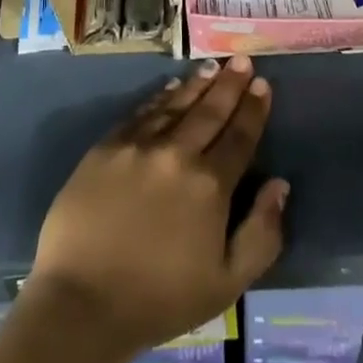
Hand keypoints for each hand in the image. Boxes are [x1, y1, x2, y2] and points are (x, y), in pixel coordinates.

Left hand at [27, 56, 289, 355]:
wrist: (82, 302)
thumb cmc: (160, 300)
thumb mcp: (227, 283)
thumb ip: (261, 233)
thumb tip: (280, 184)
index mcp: (210, 185)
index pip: (240, 137)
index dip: (254, 110)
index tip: (263, 85)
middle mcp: (177, 153)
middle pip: (210, 111)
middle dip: (230, 84)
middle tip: (243, 61)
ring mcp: (139, 145)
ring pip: (176, 104)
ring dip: (198, 84)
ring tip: (213, 66)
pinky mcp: (107, 146)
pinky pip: (141, 112)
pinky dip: (160, 97)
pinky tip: (171, 87)